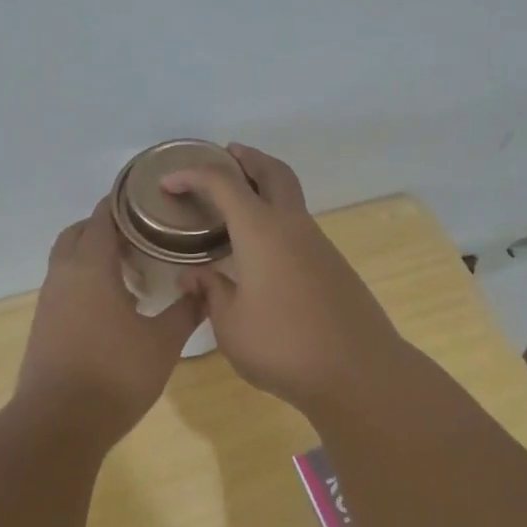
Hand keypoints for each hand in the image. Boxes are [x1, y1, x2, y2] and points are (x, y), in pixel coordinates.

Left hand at [17, 198, 204, 436]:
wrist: (59, 423)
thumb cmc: (115, 374)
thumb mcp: (163, 342)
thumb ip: (186, 310)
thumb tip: (205, 287)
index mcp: (90, 266)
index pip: (102, 217)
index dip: (123, 203)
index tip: (149, 199)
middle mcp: (63, 274)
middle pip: (78, 233)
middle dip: (106, 228)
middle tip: (142, 237)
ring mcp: (49, 300)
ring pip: (68, 260)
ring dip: (94, 255)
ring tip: (132, 271)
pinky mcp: (43, 324)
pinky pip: (64, 285)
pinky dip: (85, 280)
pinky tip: (113, 306)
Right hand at [164, 144, 403, 409]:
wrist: (359, 371)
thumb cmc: (283, 345)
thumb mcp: (231, 324)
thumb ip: (211, 292)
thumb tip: (194, 276)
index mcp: (261, 230)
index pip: (223, 184)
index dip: (192, 175)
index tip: (168, 183)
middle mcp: (292, 226)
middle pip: (273, 171)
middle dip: (248, 158)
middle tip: (226, 155)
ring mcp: (318, 244)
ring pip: (291, 197)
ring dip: (266, 186)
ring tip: (237, 203)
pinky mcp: (333, 265)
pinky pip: (299, 226)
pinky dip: (277, 217)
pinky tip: (262, 248)